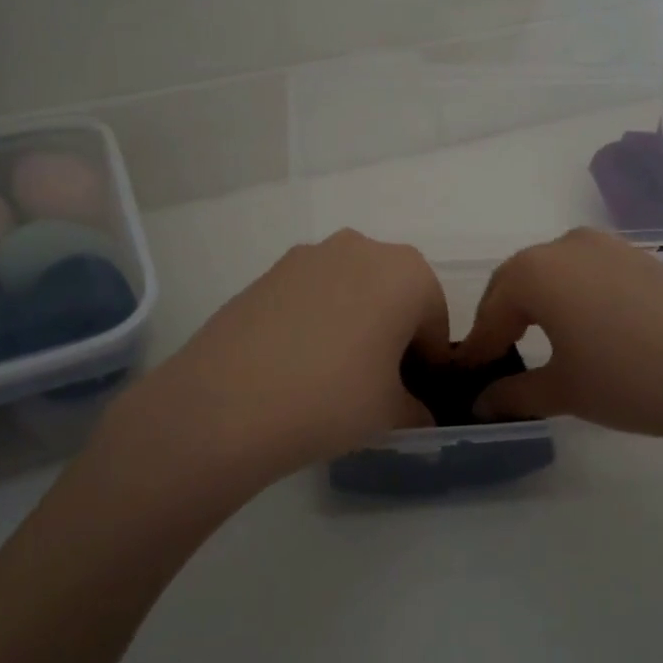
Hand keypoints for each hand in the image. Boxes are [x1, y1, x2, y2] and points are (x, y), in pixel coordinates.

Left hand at [140, 230, 447, 482]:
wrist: (227, 402)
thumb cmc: (332, 398)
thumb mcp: (392, 414)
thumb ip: (417, 409)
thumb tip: (417, 413)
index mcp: (407, 273)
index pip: (435, 320)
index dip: (430, 362)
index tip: (416, 394)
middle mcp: (362, 248)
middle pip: (394, 294)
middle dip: (394, 333)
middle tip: (379, 382)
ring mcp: (309, 255)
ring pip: (352, 289)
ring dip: (355, 322)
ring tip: (333, 372)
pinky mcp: (269, 271)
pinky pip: (312, 294)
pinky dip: (317, 319)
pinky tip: (297, 362)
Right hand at [457, 227, 662, 451]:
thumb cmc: (629, 378)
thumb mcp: (564, 391)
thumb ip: (514, 394)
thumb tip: (480, 405)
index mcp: (534, 271)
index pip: (492, 310)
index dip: (479, 346)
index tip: (470, 376)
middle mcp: (565, 245)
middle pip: (519, 281)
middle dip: (505, 319)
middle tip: (502, 358)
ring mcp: (609, 246)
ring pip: (556, 273)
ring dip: (540, 304)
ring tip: (545, 343)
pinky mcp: (643, 257)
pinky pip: (590, 273)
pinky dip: (576, 297)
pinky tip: (591, 331)